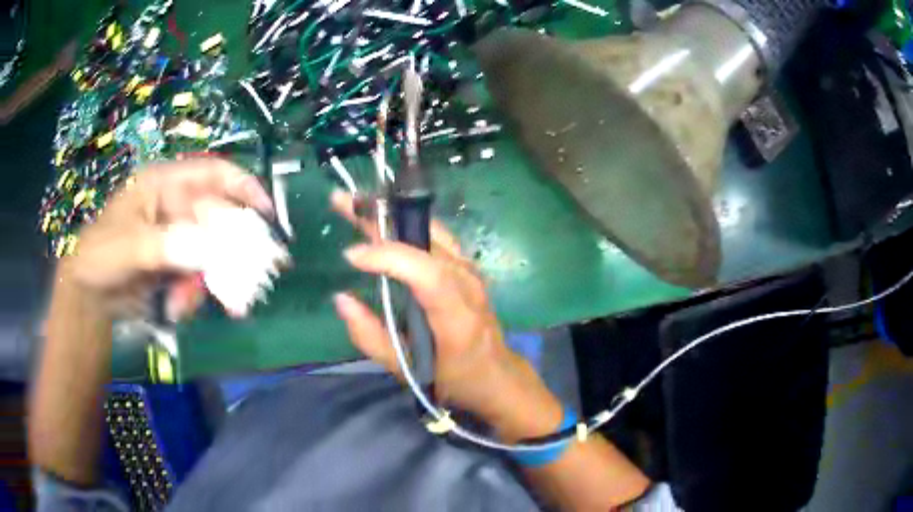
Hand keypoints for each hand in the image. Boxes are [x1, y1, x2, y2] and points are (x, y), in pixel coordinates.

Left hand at [56, 158, 272, 318]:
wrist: (89, 297)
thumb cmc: (101, 256)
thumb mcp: (128, 246)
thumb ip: (165, 246)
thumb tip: (208, 250)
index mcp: (164, 185)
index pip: (212, 174)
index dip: (243, 187)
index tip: (266, 214)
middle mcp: (175, 207)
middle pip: (216, 220)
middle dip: (228, 252)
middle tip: (246, 281)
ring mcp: (177, 239)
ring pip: (210, 255)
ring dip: (205, 283)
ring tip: (183, 305)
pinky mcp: (176, 267)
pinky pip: (199, 279)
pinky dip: (193, 296)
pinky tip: (177, 309)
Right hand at [331, 192, 561, 434]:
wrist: (496, 374)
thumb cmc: (453, 378)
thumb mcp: (408, 370)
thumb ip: (372, 338)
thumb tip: (341, 298)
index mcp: (458, 317)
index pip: (429, 274)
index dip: (390, 257)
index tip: (351, 254)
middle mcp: (469, 284)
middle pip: (428, 240)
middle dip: (381, 218)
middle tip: (342, 202)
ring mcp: (472, 271)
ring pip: (430, 230)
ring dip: (391, 215)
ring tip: (355, 206)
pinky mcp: (468, 266)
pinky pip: (435, 236)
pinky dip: (405, 225)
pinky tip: (382, 220)